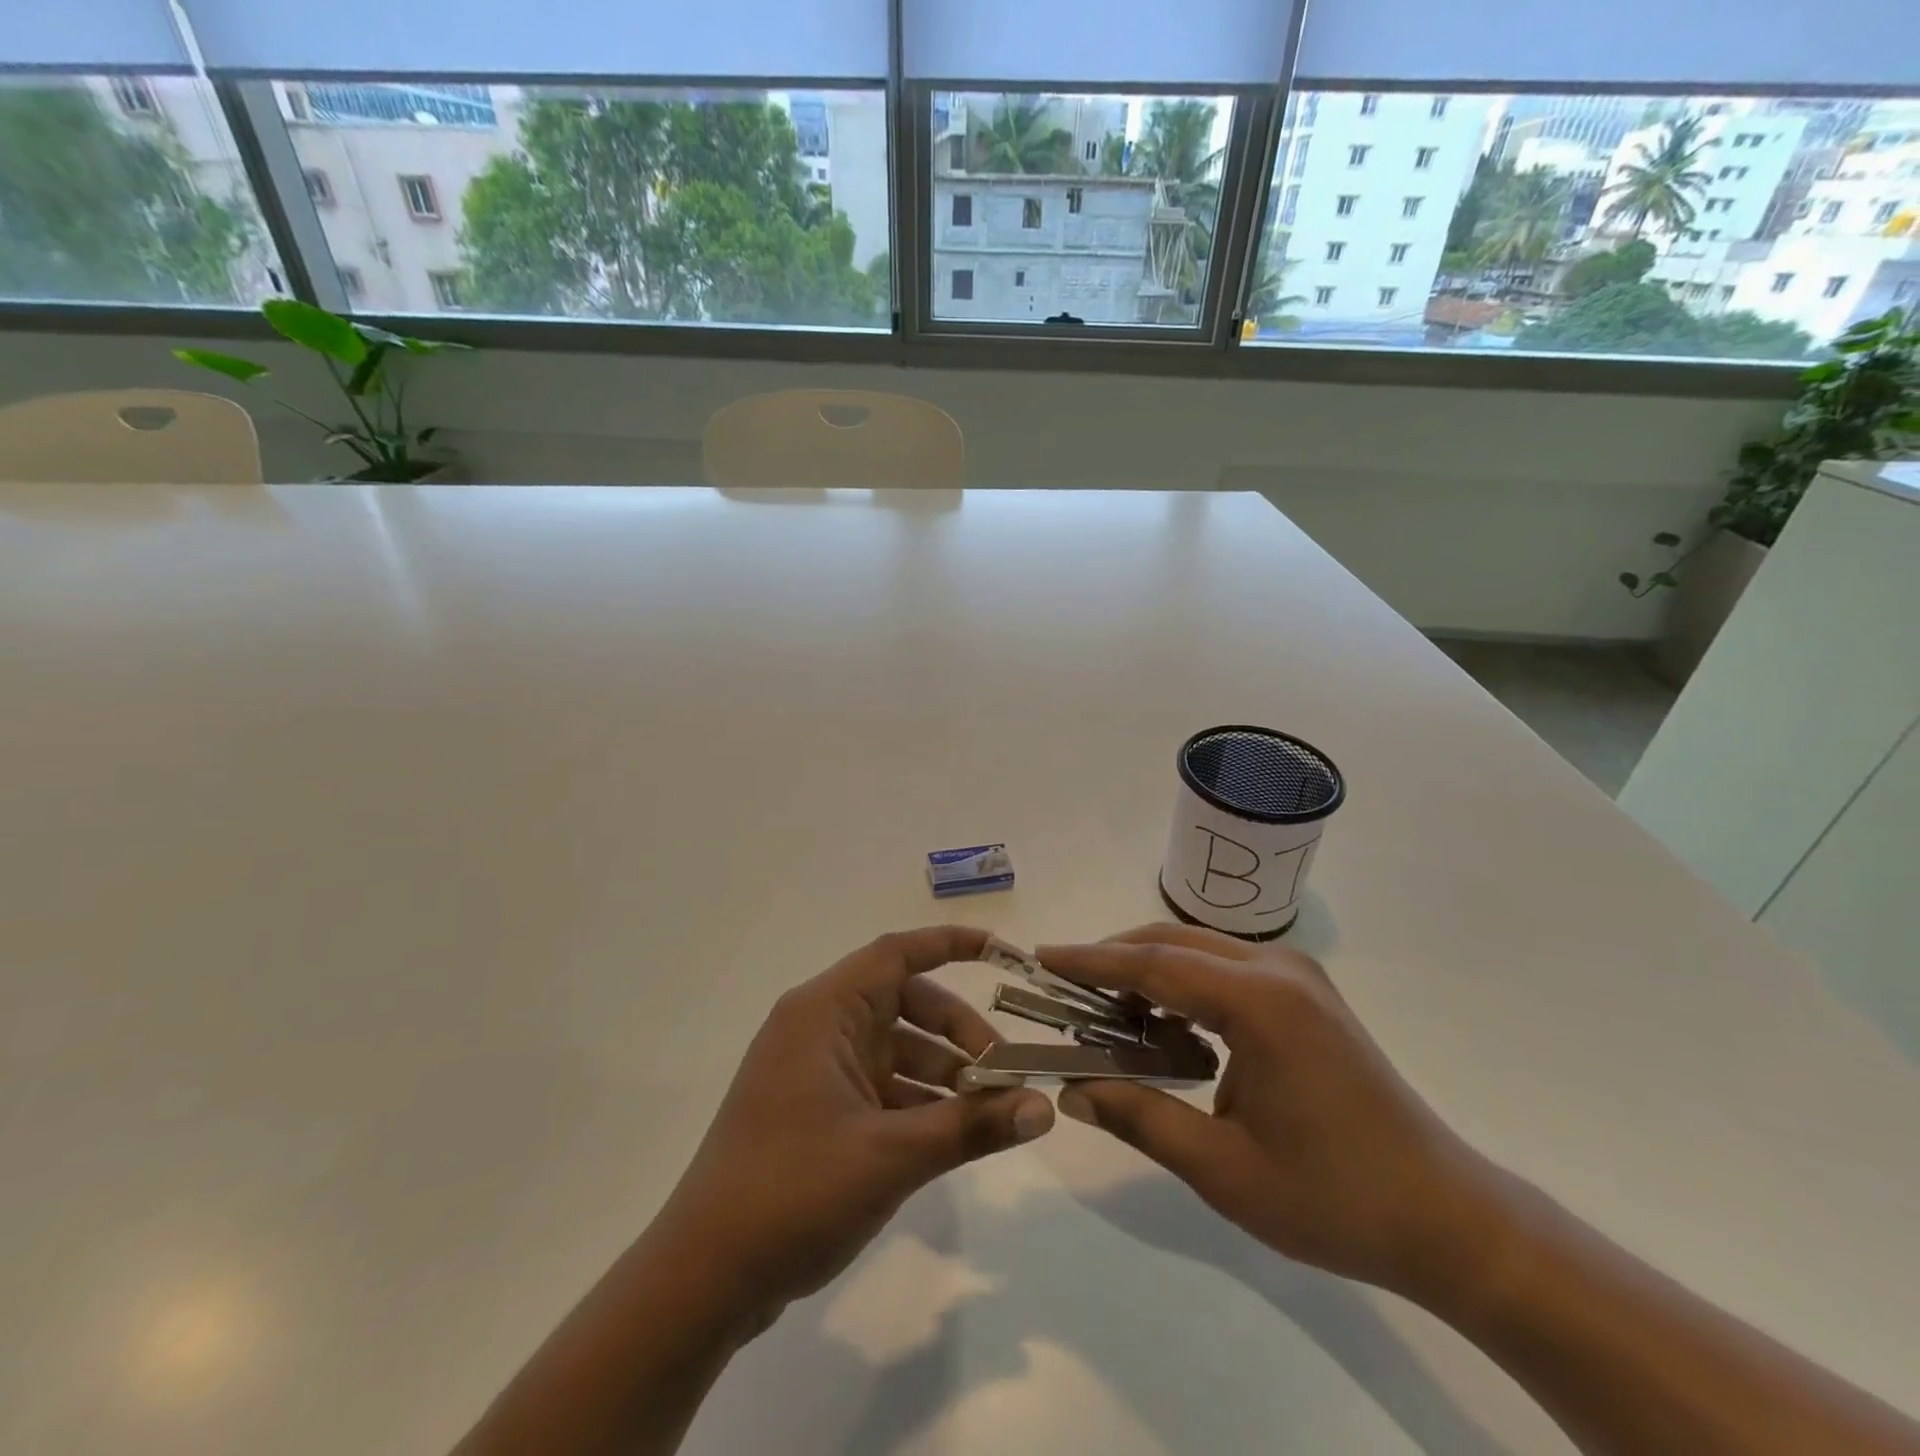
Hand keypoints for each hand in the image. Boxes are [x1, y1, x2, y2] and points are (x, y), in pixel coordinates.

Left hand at [649, 926, 1054, 1330]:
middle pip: (904, 1002)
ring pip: (895, 1047)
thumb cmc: (793, 1192)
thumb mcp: (891, 1156)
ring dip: (942, 1072)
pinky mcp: (815, 1108)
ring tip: (989, 1111)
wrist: (703, 1278)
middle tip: (1004, 1071)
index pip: (897, 953)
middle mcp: (818, 1027)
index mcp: (824, 1011)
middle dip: (958, 1031)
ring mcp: (814, 1069)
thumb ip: (971, 1126)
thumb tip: (1044, 1108)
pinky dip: (917, 1101)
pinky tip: (952, 1134)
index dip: (950, 944)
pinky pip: (880, 1085)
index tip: (1002, 953)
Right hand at [1038, 924, 1495, 1297]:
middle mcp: (1279, 969)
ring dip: (1149, 971)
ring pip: (1198, 950)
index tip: (1043, 955)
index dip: (1092, 960)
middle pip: (1173, 942)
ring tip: (1106, 1011)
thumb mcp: (1222, 1169)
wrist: (1445, 1217)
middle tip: (1065, 987)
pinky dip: (1184, 984)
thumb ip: (1140, 1117)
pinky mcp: (1306, 993)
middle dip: (1115, 959)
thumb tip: (1072, 1089)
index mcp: (1261, 1003)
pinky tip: (1165, 1026)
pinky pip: (1226, 969)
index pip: (1154, 963)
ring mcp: (1298, 976)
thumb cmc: (1333, 1198)